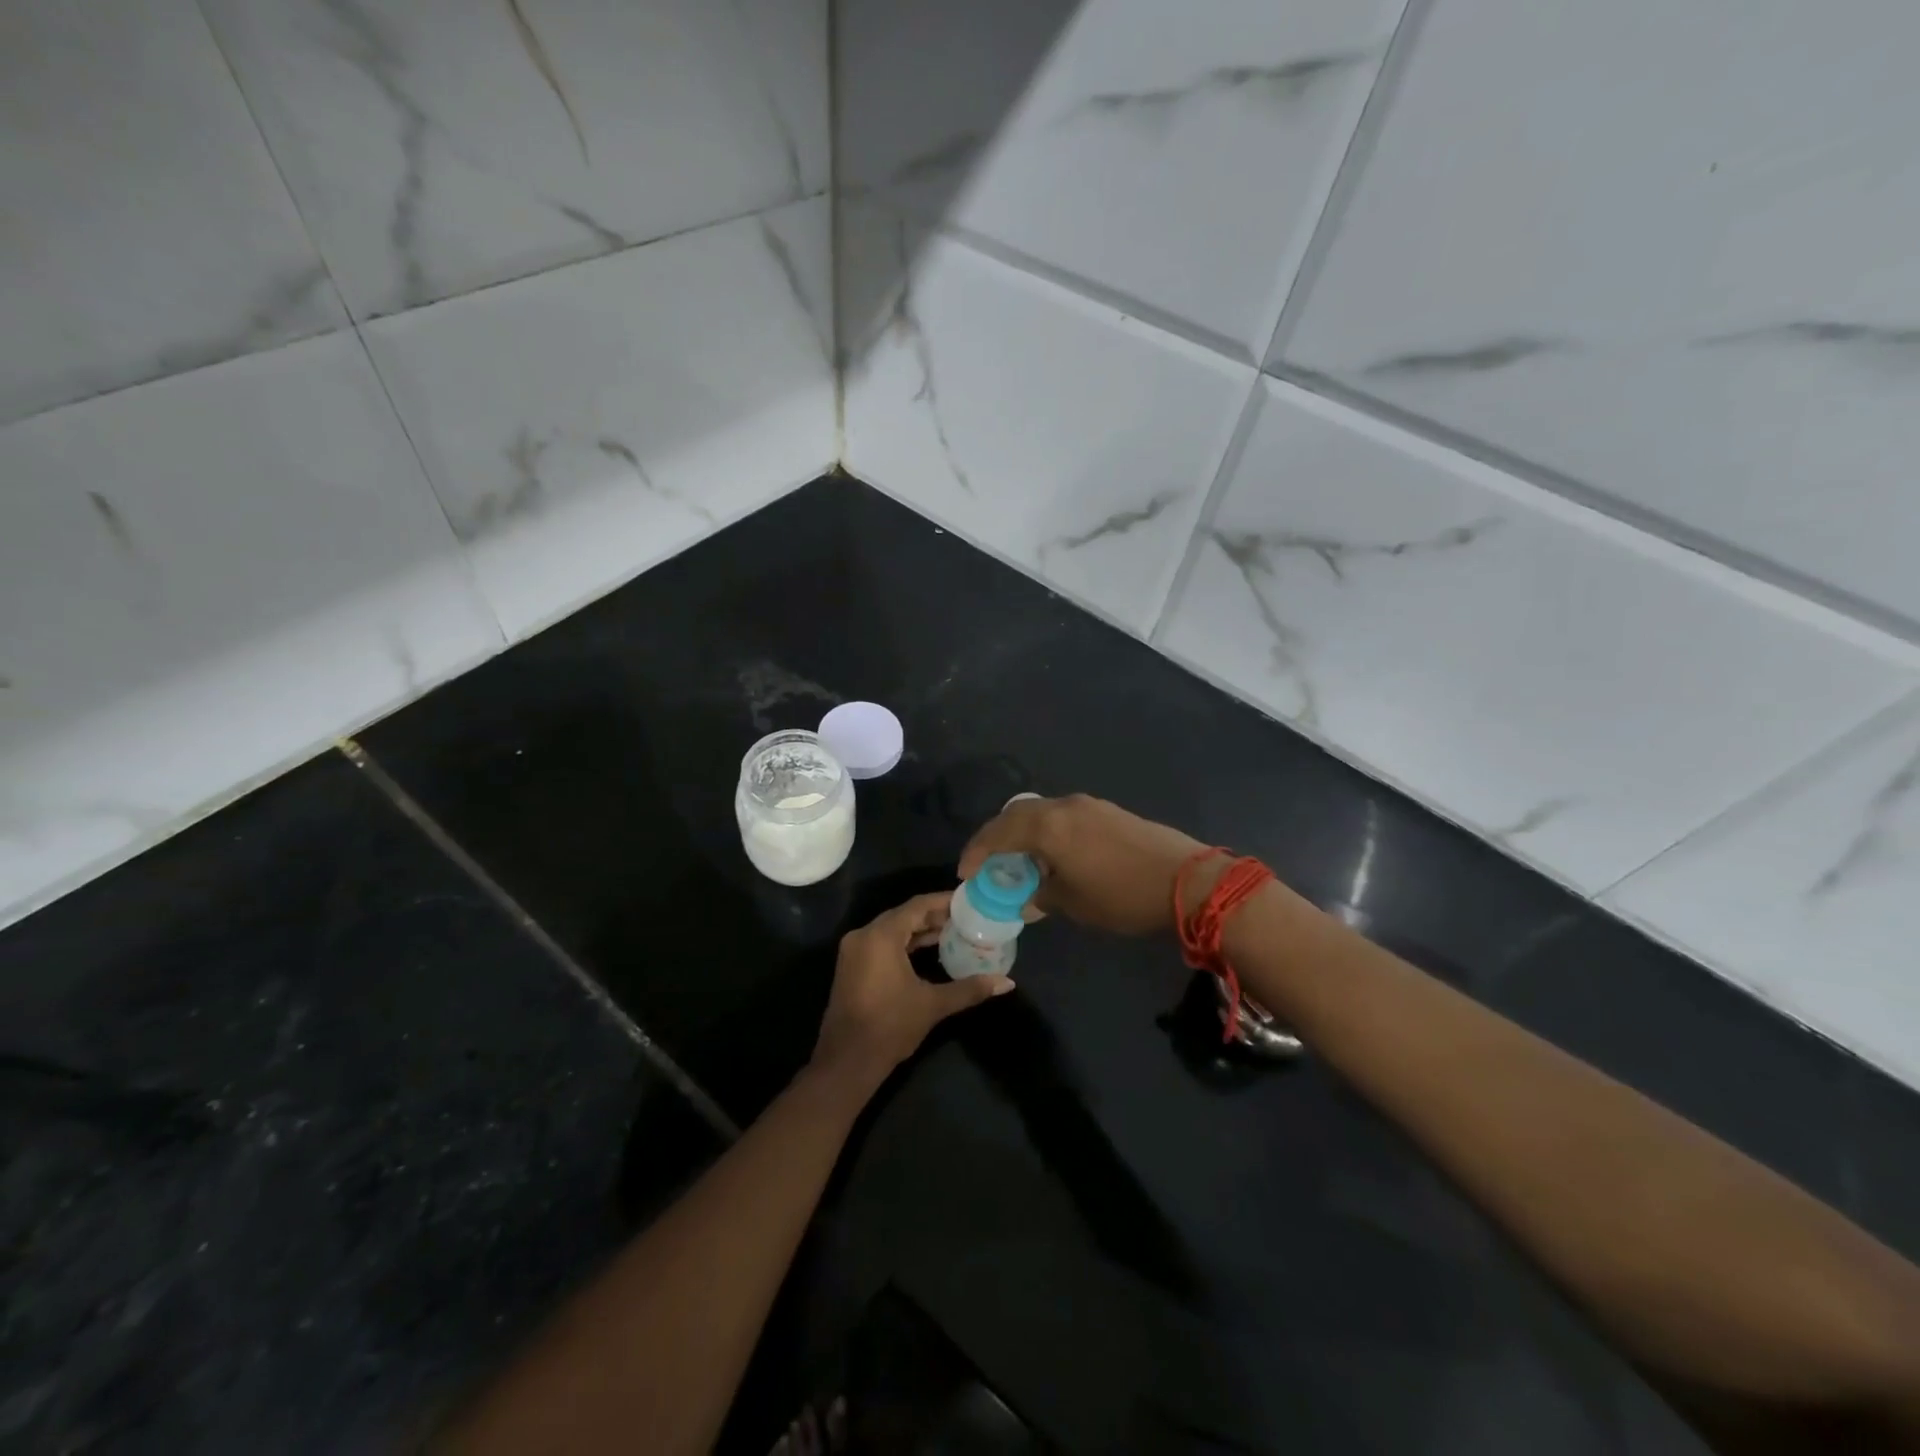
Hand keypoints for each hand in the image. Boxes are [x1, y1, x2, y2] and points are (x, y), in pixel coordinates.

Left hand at [810, 893, 1013, 1092]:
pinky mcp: (852, 966)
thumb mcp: (933, 1004)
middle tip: (965, 917)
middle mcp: (864, 935)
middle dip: (934, 915)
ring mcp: (854, 950)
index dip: (944, 901)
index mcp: (881, 935)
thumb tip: (1007, 983)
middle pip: (904, 915)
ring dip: (919, 930)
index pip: (917, 905)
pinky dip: (904, 943)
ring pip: (892, 929)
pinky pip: (882, 943)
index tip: (968, 901)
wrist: (847, 1061)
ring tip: (953, 932)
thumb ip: (970, 988)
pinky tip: (928, 951)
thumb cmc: (891, 1026)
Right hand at [958, 793, 1214, 936]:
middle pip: (1016, 815)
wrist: (1188, 881)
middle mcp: (1063, 806)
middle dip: (996, 838)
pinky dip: (1048, 832)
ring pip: (1041, 813)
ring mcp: (1089, 805)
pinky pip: (1063, 816)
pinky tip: (1055, 855)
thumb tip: (1028, 897)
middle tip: (987, 863)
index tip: (965, 873)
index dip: (976, 852)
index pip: (997, 832)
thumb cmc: (1122, 896)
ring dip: (1024, 834)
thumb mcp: (1073, 904)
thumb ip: (1041, 896)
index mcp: (1047, 827)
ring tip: (1020, 861)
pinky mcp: (1109, 811)